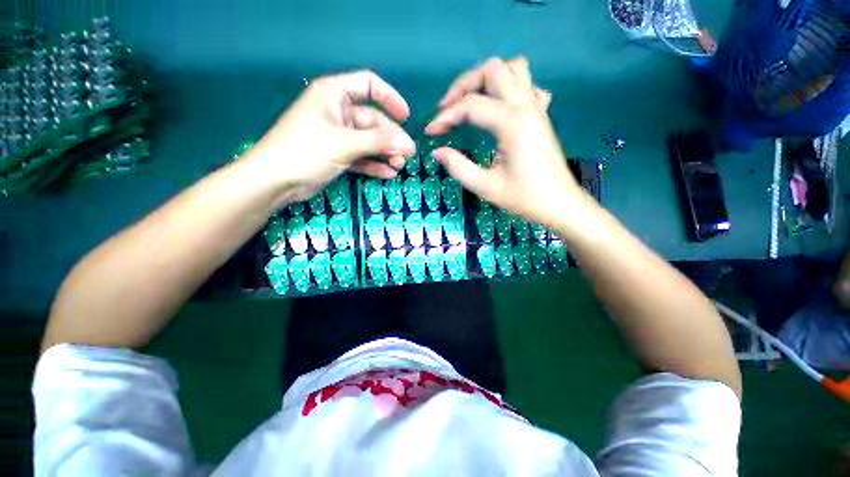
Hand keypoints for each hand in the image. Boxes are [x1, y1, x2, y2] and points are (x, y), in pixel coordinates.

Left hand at [246, 71, 416, 204]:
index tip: (406, 117)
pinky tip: (388, 174)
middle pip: (373, 121)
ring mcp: (338, 136)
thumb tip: (408, 143)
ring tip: (399, 166)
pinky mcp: (338, 156)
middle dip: (391, 138)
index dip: (390, 98)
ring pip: (369, 142)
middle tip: (407, 155)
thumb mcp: (345, 143)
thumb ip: (379, 142)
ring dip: (385, 153)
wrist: (275, 182)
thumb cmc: (306, 151)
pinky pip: (362, 157)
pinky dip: (374, 165)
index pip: (368, 85)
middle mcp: (338, 112)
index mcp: (334, 95)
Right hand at [425, 56, 582, 228]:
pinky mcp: (541, 115)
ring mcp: (536, 107)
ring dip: (488, 79)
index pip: (471, 106)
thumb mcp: (485, 186)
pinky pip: (528, 86)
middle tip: (447, 108)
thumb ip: (458, 166)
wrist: (559, 204)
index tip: (430, 132)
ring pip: (513, 69)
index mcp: (512, 122)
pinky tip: (500, 107)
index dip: (445, 117)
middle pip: (492, 70)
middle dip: (464, 85)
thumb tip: (437, 152)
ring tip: (471, 101)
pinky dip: (510, 87)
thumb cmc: (524, 197)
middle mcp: (525, 105)